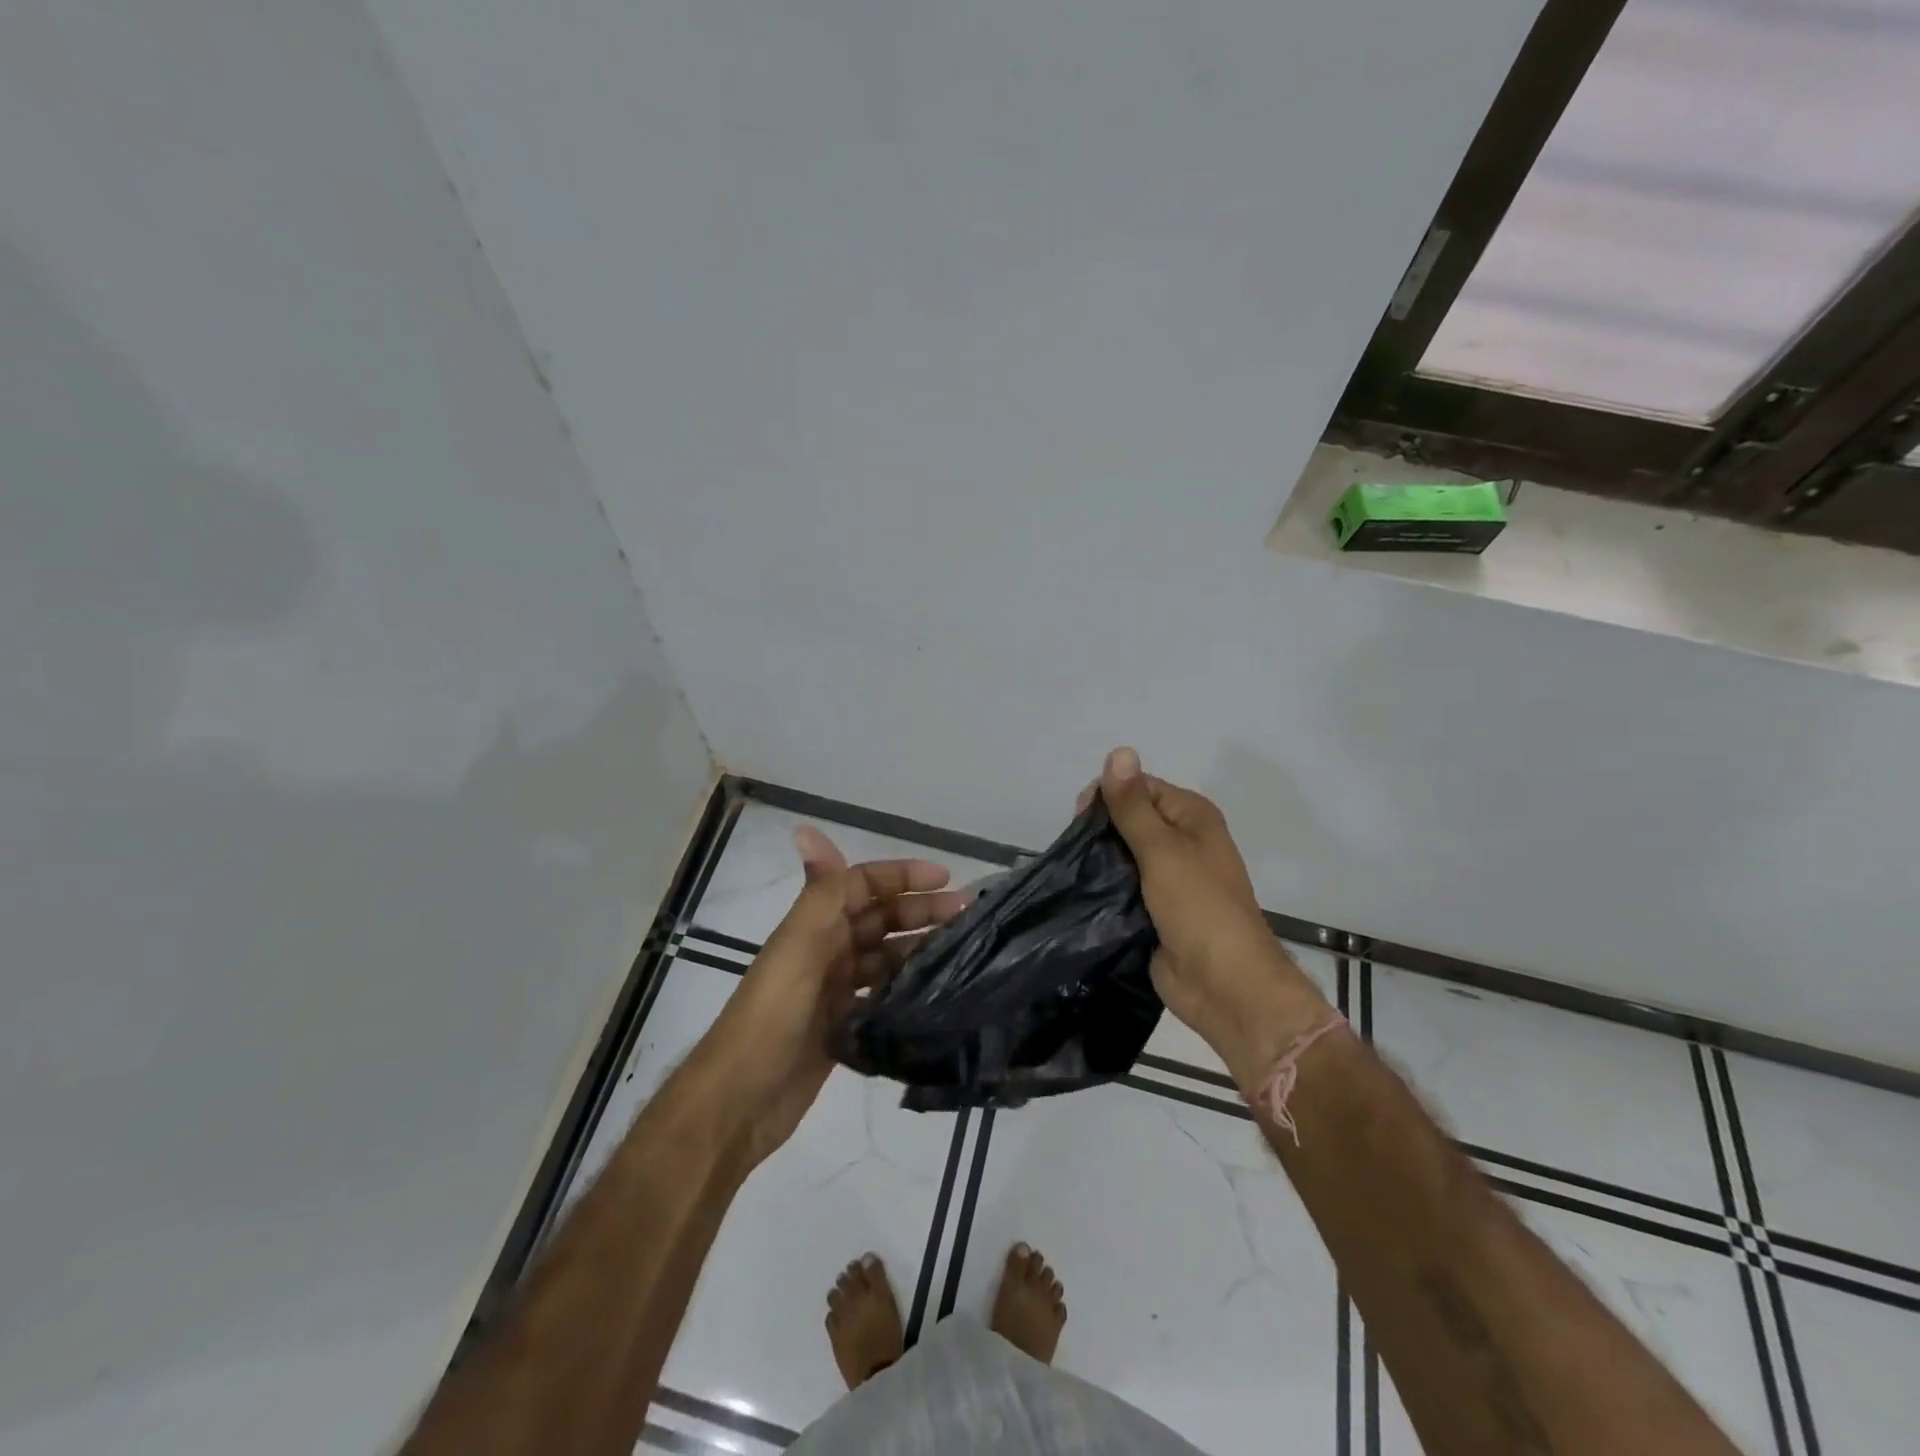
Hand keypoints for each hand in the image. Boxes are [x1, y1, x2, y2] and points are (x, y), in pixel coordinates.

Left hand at [694, 827, 970, 1167]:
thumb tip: (806, 828)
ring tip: (964, 950)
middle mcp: (825, 949)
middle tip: (969, 915)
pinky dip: (907, 986)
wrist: (741, 1100)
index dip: (902, 876)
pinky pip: (882, 993)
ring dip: (919, 947)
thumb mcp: (799, 946)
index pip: (863, 884)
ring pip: (885, 956)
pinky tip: (938, 990)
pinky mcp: (843, 1026)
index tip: (947, 878)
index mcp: (814, 924)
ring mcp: (834, 989)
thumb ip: (818, 892)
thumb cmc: (772, 1015)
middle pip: (879, 918)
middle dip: (921, 910)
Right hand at [1090, 748, 1332, 1079]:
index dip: (1108, 795)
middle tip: (1076, 851)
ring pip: (1123, 855)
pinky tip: (1081, 891)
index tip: (1078, 819)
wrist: (1224, 985)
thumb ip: (1133, 805)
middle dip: (1100, 830)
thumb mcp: (1162, 849)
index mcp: (1192, 816)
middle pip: (1129, 819)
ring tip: (1074, 871)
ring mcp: (1170, 877)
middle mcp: (1183, 840)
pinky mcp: (1156, 909)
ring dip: (1100, 860)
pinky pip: (1123, 886)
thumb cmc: (1199, 907)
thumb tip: (1119, 750)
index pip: (1139, 787)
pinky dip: (1105, 886)